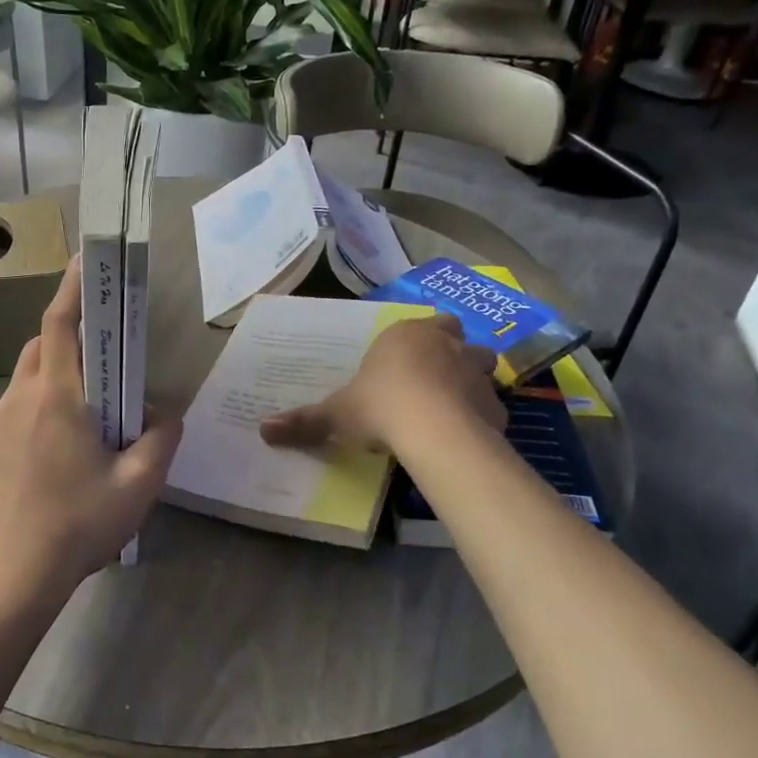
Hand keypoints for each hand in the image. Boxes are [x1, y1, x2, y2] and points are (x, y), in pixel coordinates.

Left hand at [0, 256, 182, 609]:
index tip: (84, 262)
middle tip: (101, 375)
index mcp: (56, 399)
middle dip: (70, 346)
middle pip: (42, 350)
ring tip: (80, 431)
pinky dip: (33, 417)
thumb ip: (160, 439)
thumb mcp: (138, 485)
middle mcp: (17, 401)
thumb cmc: (79, 525)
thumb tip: (164, 413)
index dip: (73, 289)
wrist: (13, 577)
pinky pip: (10, 416)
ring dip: (52, 387)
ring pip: (25, 384)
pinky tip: (50, 463)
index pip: (62, 325)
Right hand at [260, 312, 505, 452]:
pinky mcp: (495, 403)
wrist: (433, 430)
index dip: (413, 341)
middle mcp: (445, 344)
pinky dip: (481, 414)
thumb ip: (304, 420)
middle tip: (431, 376)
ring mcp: (475, 371)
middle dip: (448, 350)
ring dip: (469, 378)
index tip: (402, 362)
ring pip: (481, 364)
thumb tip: (263, 430)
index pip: (419, 324)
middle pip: (455, 335)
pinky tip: (466, 433)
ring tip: (450, 403)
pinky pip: (489, 404)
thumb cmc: (380, 406)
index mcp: (405, 335)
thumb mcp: (335, 414)